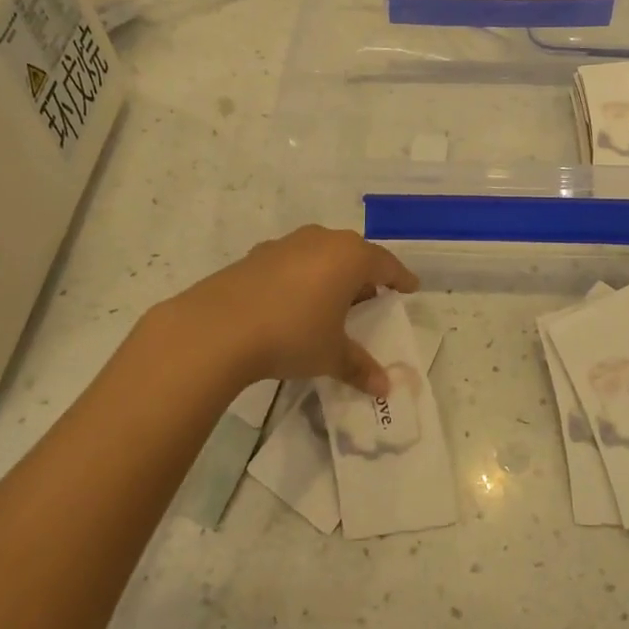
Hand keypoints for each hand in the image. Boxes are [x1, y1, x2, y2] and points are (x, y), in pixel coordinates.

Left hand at [169, 226, 418, 397]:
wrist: (219, 327)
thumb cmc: (293, 334)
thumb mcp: (331, 355)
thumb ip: (360, 367)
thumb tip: (385, 388)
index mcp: (350, 257)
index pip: (386, 264)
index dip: (400, 278)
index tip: (409, 288)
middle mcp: (322, 241)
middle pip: (353, 254)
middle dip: (364, 274)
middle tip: (370, 297)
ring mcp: (286, 244)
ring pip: (320, 254)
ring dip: (330, 273)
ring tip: (331, 300)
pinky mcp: (256, 254)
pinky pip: (292, 262)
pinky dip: (300, 277)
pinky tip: (292, 301)